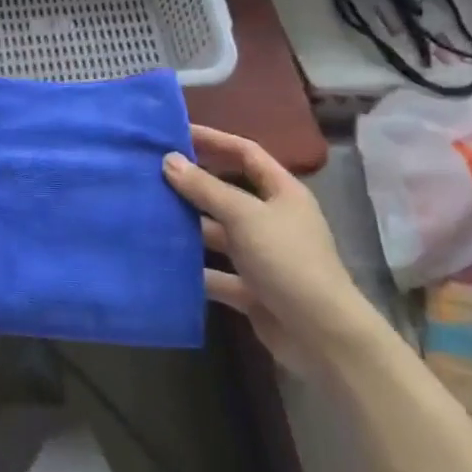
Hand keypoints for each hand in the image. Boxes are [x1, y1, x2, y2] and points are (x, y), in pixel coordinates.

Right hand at [162, 124, 371, 372]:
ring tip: (149, 214)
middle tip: (152, 174)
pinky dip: (194, 269)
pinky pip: (216, 273)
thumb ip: (205, 188)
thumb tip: (169, 160)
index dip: (214, 140)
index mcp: (283, 193)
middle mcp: (273, 220)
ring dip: (189, 227)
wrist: (323, 338)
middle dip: (194, 184)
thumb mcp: (244, 216)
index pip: (246, 153)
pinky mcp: (252, 290)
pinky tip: (162, 262)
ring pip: (218, 234)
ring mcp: (262, 256)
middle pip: (228, 193)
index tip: (176, 132)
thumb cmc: (288, 261)